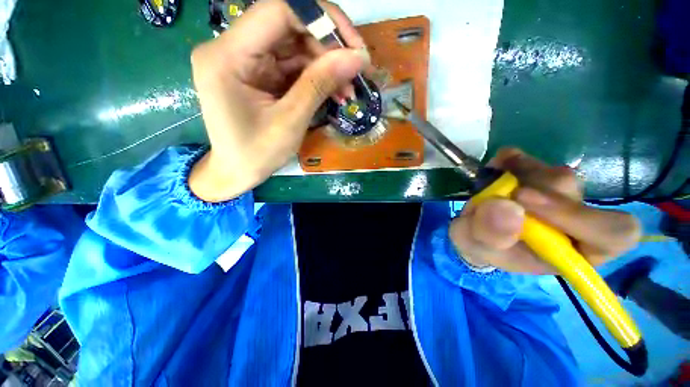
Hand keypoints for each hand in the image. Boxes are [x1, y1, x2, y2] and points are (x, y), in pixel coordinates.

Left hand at [189, 0, 367, 201]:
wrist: (237, 173)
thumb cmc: (257, 154)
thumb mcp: (290, 121)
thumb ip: (320, 84)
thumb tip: (357, 57)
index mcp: (227, 56)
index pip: (278, 11)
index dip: (322, 19)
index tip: (354, 46)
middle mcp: (232, 48)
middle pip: (289, 27)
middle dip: (328, 48)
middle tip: (356, 71)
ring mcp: (246, 60)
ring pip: (295, 47)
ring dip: (326, 66)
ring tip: (348, 90)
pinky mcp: (259, 74)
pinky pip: (292, 66)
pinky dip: (316, 78)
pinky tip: (335, 93)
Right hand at [449, 148, 641, 273]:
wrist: (474, 229)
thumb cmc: (483, 246)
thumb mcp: (477, 247)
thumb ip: (491, 235)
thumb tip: (507, 207)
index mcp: (573, 249)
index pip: (612, 232)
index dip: (578, 215)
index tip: (524, 200)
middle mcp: (575, 218)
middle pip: (574, 192)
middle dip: (531, 190)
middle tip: (500, 191)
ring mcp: (559, 192)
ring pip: (554, 174)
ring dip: (517, 175)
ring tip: (491, 188)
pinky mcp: (538, 173)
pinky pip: (530, 158)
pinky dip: (508, 160)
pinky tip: (494, 171)